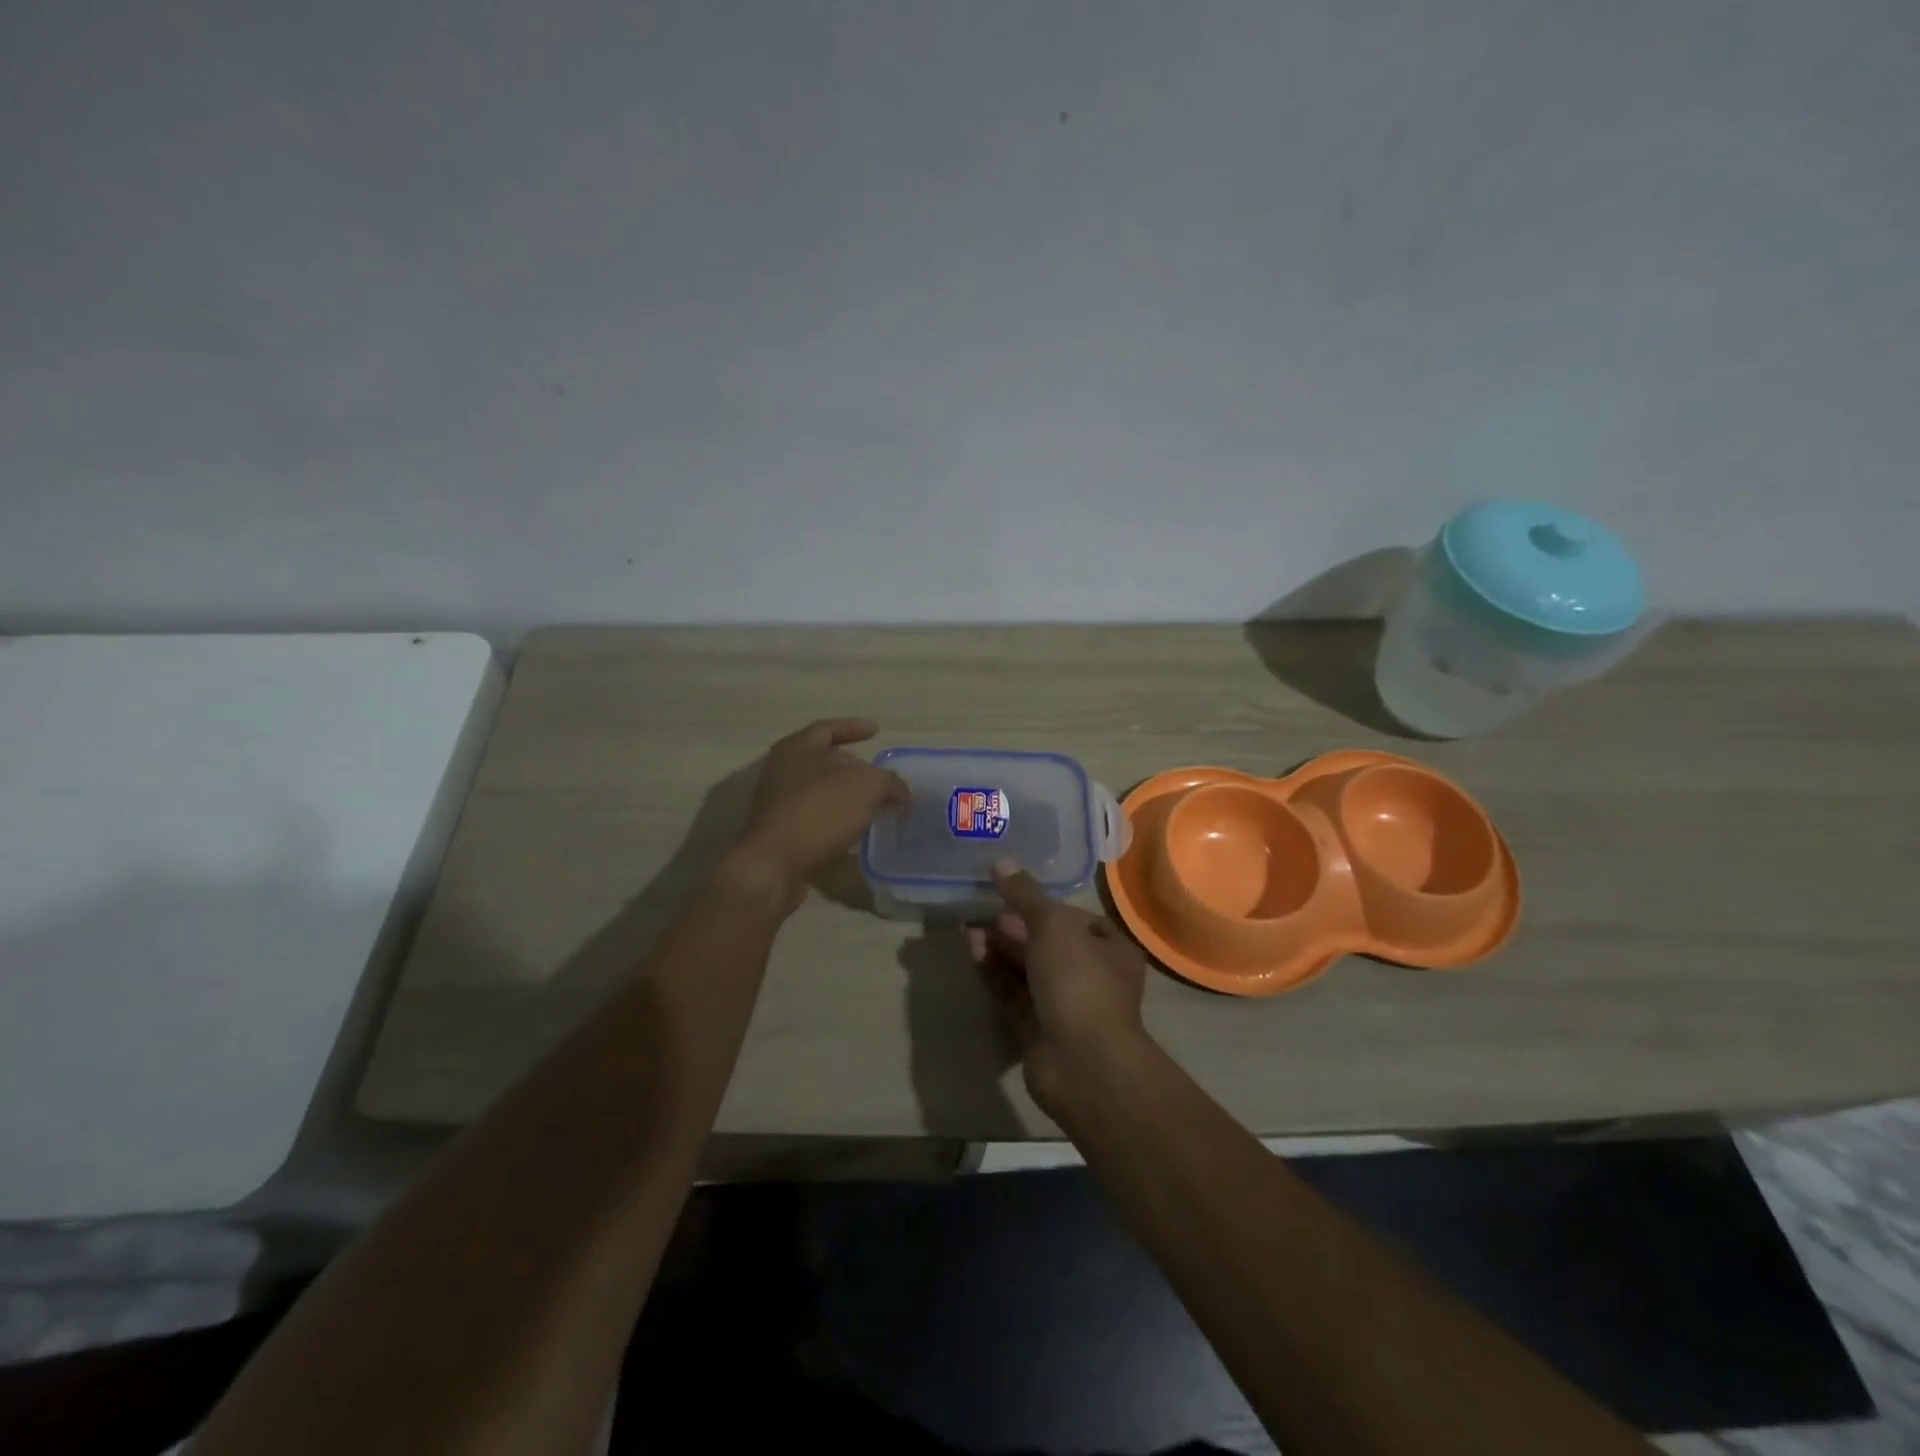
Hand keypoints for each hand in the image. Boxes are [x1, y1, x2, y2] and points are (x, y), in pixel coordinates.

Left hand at [731, 719, 910, 909]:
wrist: (775, 864)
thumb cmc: (819, 810)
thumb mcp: (867, 786)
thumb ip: (890, 782)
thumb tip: (902, 792)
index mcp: (796, 748)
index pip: (828, 728)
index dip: (854, 727)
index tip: (877, 731)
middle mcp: (783, 771)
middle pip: (825, 761)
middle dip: (856, 767)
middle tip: (882, 777)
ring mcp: (780, 804)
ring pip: (823, 793)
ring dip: (850, 797)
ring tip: (877, 805)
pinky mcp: (783, 833)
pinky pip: (818, 819)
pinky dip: (840, 821)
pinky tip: (860, 830)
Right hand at [966, 859, 1150, 1118]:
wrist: (1082, 1063)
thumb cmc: (1079, 981)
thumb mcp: (1052, 925)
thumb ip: (1025, 894)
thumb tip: (1001, 861)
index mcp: (1111, 949)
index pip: (1077, 919)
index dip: (1045, 906)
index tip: (1012, 896)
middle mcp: (1092, 976)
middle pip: (1048, 944)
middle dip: (1015, 928)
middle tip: (983, 913)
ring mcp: (1066, 1006)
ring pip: (1028, 970)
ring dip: (1000, 949)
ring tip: (969, 930)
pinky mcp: (1039, 1030)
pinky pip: (1014, 994)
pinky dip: (994, 974)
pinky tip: (973, 954)